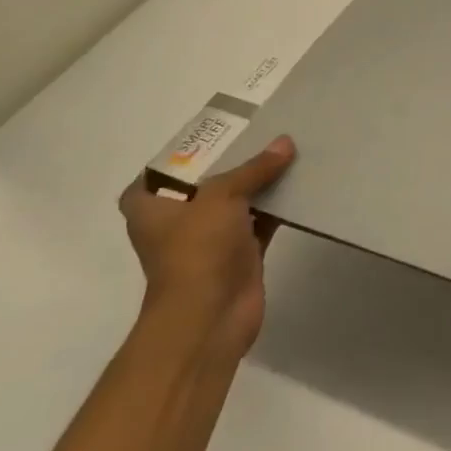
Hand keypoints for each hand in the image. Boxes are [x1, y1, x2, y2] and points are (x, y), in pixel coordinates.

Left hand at [118, 138, 294, 357]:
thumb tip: (285, 143)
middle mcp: (176, 222)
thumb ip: (254, 169)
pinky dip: (277, 209)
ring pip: (236, 203)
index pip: (159, 172)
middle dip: (232, 164)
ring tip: (288, 154)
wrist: (210, 315)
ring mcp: (208, 241)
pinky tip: (300, 186)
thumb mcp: (222, 196)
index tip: (213, 136)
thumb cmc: (197, 249)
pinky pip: (260, 223)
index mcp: (151, 207)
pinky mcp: (239, 256)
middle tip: (261, 135)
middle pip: (205, 184)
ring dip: (259, 185)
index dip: (182, 154)